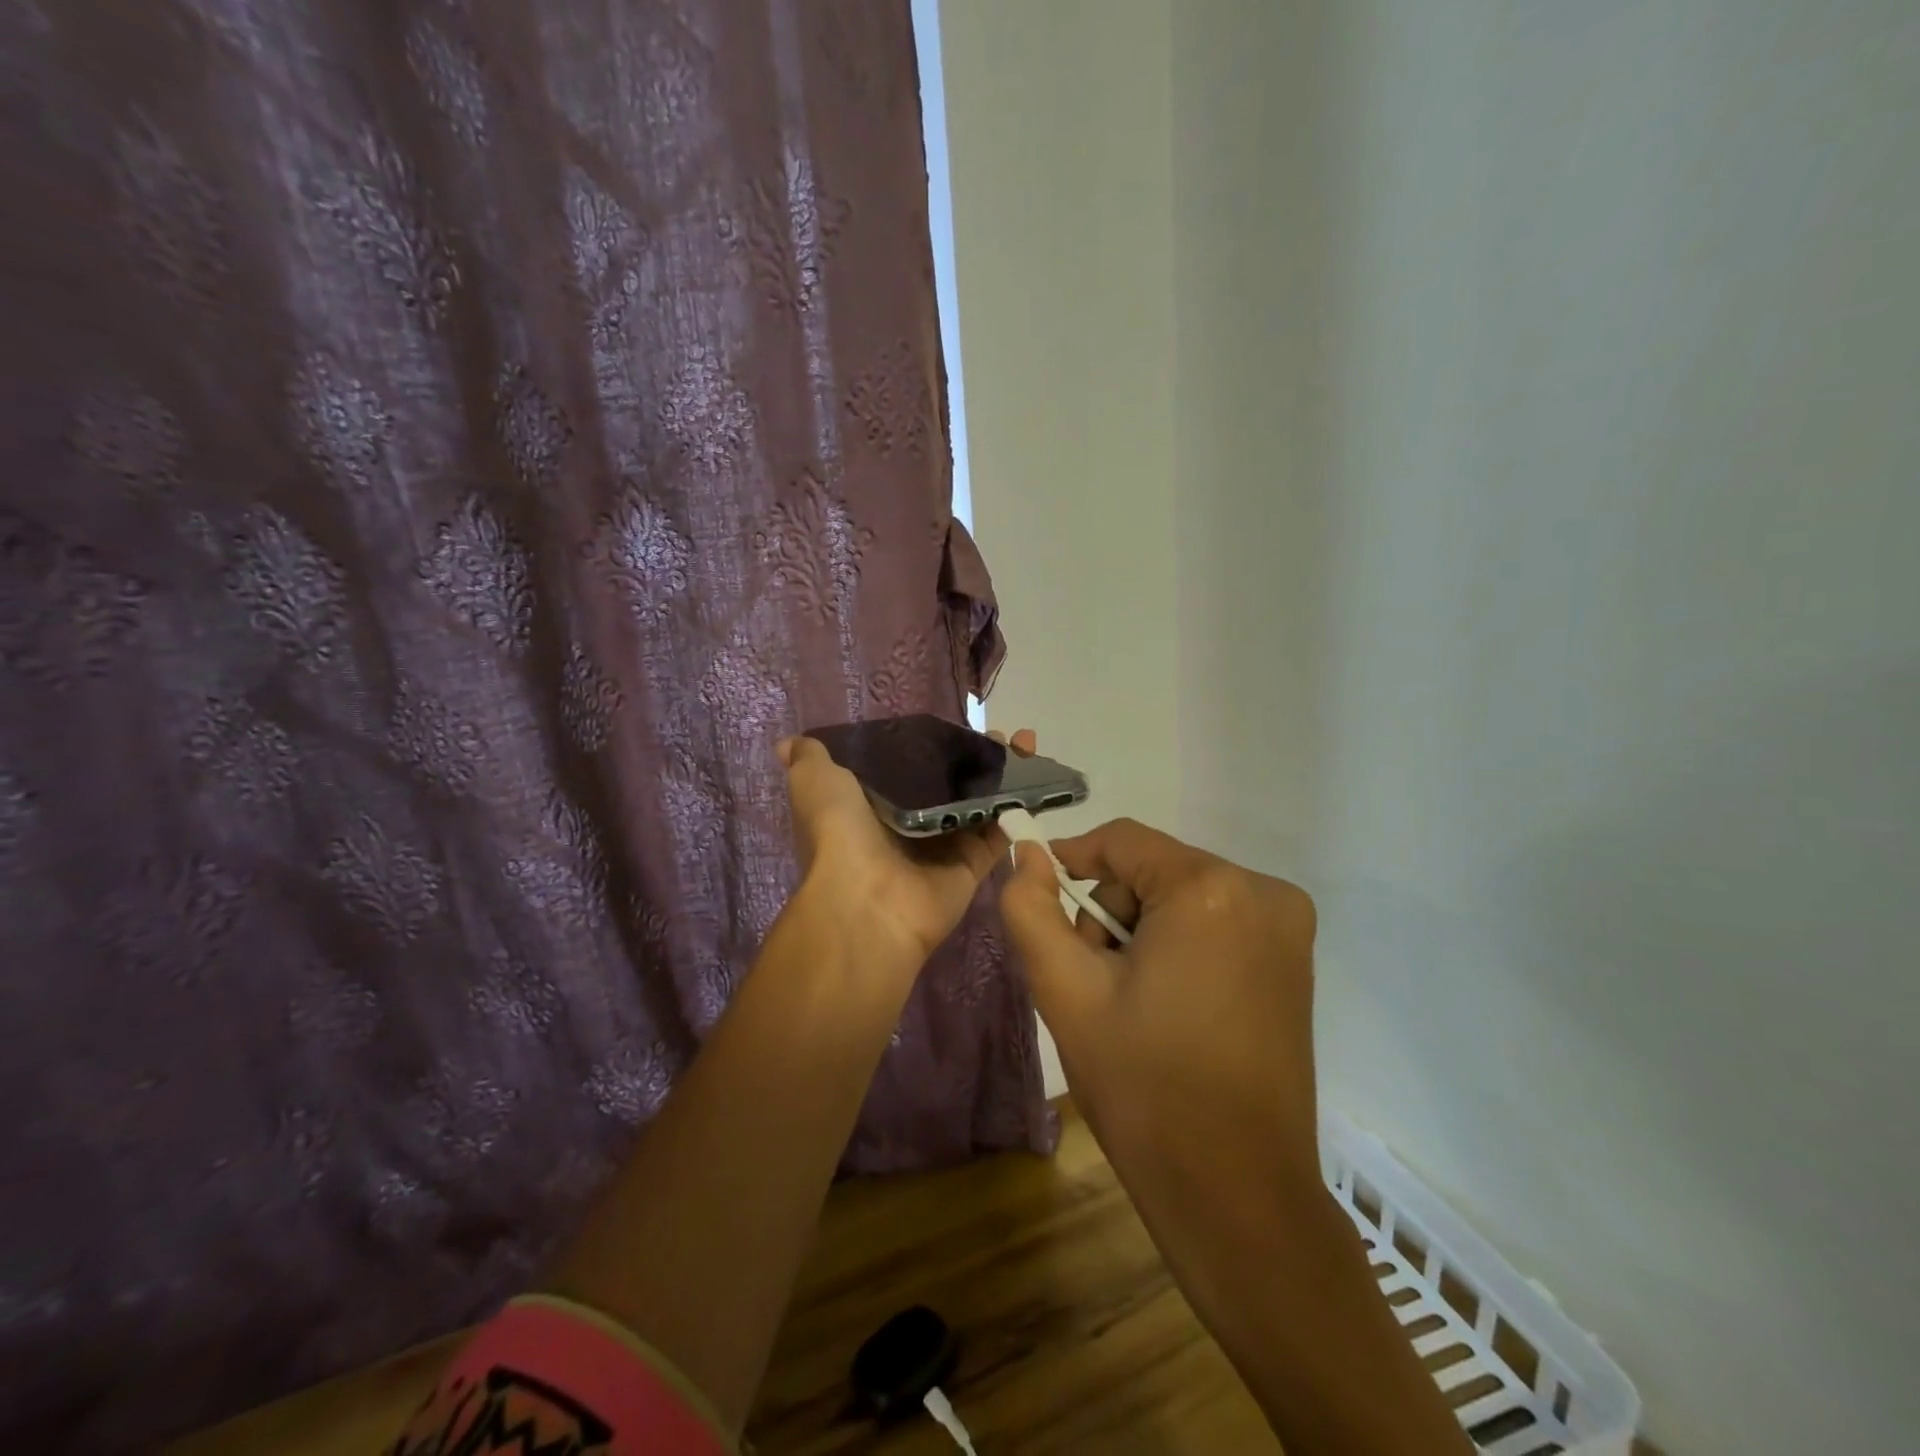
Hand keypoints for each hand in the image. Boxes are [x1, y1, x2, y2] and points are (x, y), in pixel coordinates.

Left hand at [777, 727, 1036, 963]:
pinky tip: (1037, 779)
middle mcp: (908, 825)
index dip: (930, 744)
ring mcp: (942, 848)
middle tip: (1002, 734)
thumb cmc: (840, 833)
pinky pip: (998, 836)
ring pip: (980, 805)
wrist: (867, 900)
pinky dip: (1016, 811)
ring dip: (1004, 777)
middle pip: (949, 784)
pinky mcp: (970, 868)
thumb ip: (809, 759)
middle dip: (976, 758)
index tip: (955, 724)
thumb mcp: (814, 783)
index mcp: (872, 805)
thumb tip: (789, 742)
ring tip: (1026, 745)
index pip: (906, 767)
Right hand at [1003, 823, 1479, 1455]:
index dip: (1071, 860)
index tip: (1041, 901)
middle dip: (1111, 911)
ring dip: (1142, 930)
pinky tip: (1167, 1002)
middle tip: (1091, 978)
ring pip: (1182, 895)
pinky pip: (1216, 921)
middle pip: (1153, 868)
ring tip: (1128, 1000)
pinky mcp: (1295, 959)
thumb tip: (1027, 855)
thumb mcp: (1066, 991)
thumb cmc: (1144, 1087)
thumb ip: (1030, 909)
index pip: (1122, 840)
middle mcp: (1261, 891)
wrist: (1237, 1195)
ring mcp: (1288, 926)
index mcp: (1208, 890)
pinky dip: (1179, 944)